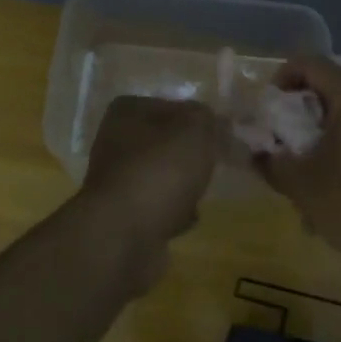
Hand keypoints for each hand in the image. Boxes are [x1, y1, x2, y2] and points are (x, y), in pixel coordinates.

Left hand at [81, 97, 219, 253]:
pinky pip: (158, 208)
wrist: (125, 235)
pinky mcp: (123, 216)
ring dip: (184, 186)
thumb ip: (208, 118)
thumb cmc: (160, 170)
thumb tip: (212, 122)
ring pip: (163, 176)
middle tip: (218, 163)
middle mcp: (115, 142)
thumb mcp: (196, 129)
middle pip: (167, 143)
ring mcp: (117, 181)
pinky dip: (174, 213)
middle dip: (192, 155)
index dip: (202, 120)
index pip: (173, 106)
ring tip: (202, 192)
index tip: (225, 135)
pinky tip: (188, 218)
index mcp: (127, 112)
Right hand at [257, 58, 340, 270]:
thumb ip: (272, 162)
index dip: (283, 77)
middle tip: (283, 143)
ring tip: (307, 172)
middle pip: (333, 89)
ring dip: (324, 134)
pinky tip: (337, 185)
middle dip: (302, 113)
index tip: (268, 107)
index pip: (312, 64)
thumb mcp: (302, 186)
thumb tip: (258, 153)